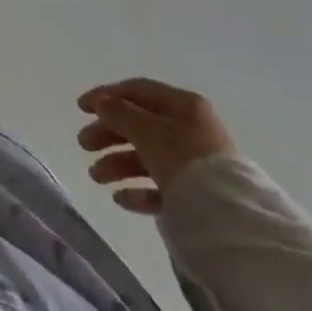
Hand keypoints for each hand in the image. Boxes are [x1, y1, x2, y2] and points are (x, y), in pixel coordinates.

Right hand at [76, 78, 236, 214]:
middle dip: (107, 134)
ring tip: (96, 177)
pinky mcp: (198, 196)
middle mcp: (190, 130)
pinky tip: (121, 198)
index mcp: (183, 106)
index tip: (80, 108)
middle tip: (83, 145)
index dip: (106, 95)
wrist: (231, 219)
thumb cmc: (184, 160)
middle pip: (139, 125)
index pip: (137, 90)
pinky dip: (138, 189)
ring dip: (117, 163)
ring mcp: (195, 164)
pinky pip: (161, 187)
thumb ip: (119, 112)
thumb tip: (103, 104)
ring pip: (147, 157)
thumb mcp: (145, 129)